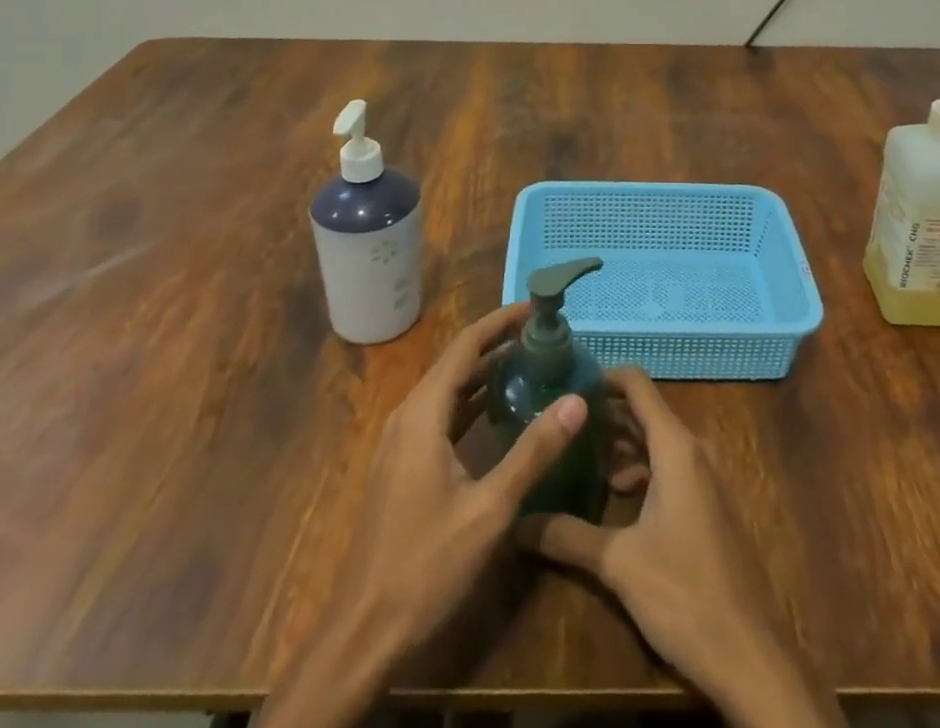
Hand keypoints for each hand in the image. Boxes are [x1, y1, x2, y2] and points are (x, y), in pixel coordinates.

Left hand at [262, 303, 588, 727]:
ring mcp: (403, 441)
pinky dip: (473, 402)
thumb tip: (576, 400)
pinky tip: (502, 409)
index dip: (501, 322)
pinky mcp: (405, 463)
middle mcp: (409, 415)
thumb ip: (533, 452)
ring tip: (531, 361)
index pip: (466, 346)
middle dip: (498, 343)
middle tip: (544, 336)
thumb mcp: (489, 510)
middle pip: (457, 362)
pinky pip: (443, 414)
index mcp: (423, 413)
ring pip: (449, 388)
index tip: (537, 308)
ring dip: (486, 372)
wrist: (364, 632)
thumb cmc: (425, 566)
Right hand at [519, 367, 843, 727]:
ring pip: (656, 443)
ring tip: (576, 458)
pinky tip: (612, 500)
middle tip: (560, 422)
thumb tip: (517, 522)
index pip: (637, 384)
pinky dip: (639, 472)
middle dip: (603, 414)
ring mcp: (706, 479)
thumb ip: (567, 535)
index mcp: (676, 447)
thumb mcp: (618, 563)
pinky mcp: (709, 507)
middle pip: (644, 412)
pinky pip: (669, 469)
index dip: (601, 377)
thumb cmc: (685, 594)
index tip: (565, 384)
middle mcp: (693, 451)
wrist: (751, 658)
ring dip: (619, 446)